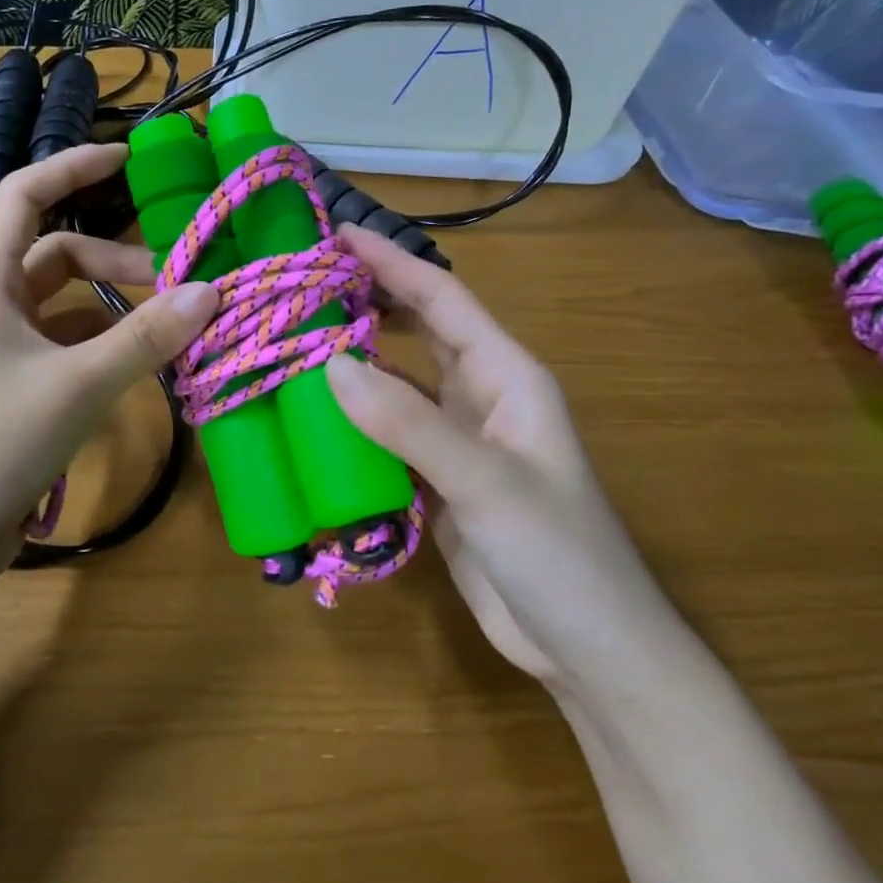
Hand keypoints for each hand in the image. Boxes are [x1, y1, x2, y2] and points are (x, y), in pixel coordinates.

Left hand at [0, 144, 216, 582]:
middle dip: (115, 259)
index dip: (73, 165)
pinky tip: (137, 362)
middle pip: (57, 252)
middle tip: (174, 281)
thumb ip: (147, 336)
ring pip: (63, 302)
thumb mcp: (81, 383)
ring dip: (112, 304)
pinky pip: (63, 341)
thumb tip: (212, 291)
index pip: (25, 193)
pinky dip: (101, 341)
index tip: (128, 157)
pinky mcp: (11, 381)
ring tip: (167, 324)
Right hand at [325, 226, 679, 687]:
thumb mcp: (484, 482)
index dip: (392, 262)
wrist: (588, 649)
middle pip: (418, 331)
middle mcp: (480, 398)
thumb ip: (408, 424)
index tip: (337, 234)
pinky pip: (387, 433)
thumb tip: (330, 367)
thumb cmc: (558, 554)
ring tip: (294, 340)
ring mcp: (457, 441)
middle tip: (303, 283)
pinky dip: (352, 419)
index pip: (442, 300)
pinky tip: (311, 416)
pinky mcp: (436, 480)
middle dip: (368, 301)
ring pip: (397, 383)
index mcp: (506, 377)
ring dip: (353, 361)